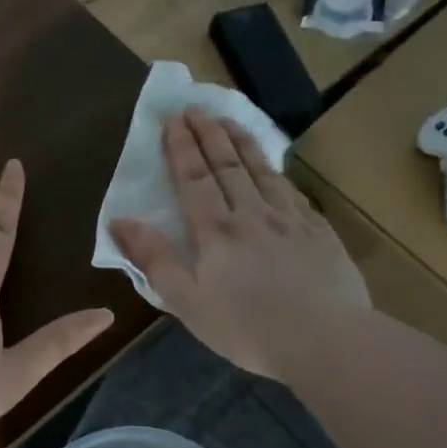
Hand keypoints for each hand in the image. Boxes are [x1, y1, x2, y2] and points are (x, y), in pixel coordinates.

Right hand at [109, 112, 368, 379]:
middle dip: (208, 134)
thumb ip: (155, 259)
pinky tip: (274, 167)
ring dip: (242, 142)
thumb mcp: (187, 302)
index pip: (194, 178)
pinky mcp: (318, 231)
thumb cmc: (247, 328)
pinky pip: (292, 191)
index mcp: (216, 231)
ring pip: (262, 170)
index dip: (182, 147)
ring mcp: (289, 219)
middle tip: (196, 107)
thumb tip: (120, 221)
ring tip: (229, 120)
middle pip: (227, 165)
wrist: (325, 340)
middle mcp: (252, 214)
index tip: (173, 119)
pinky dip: (277, 171)